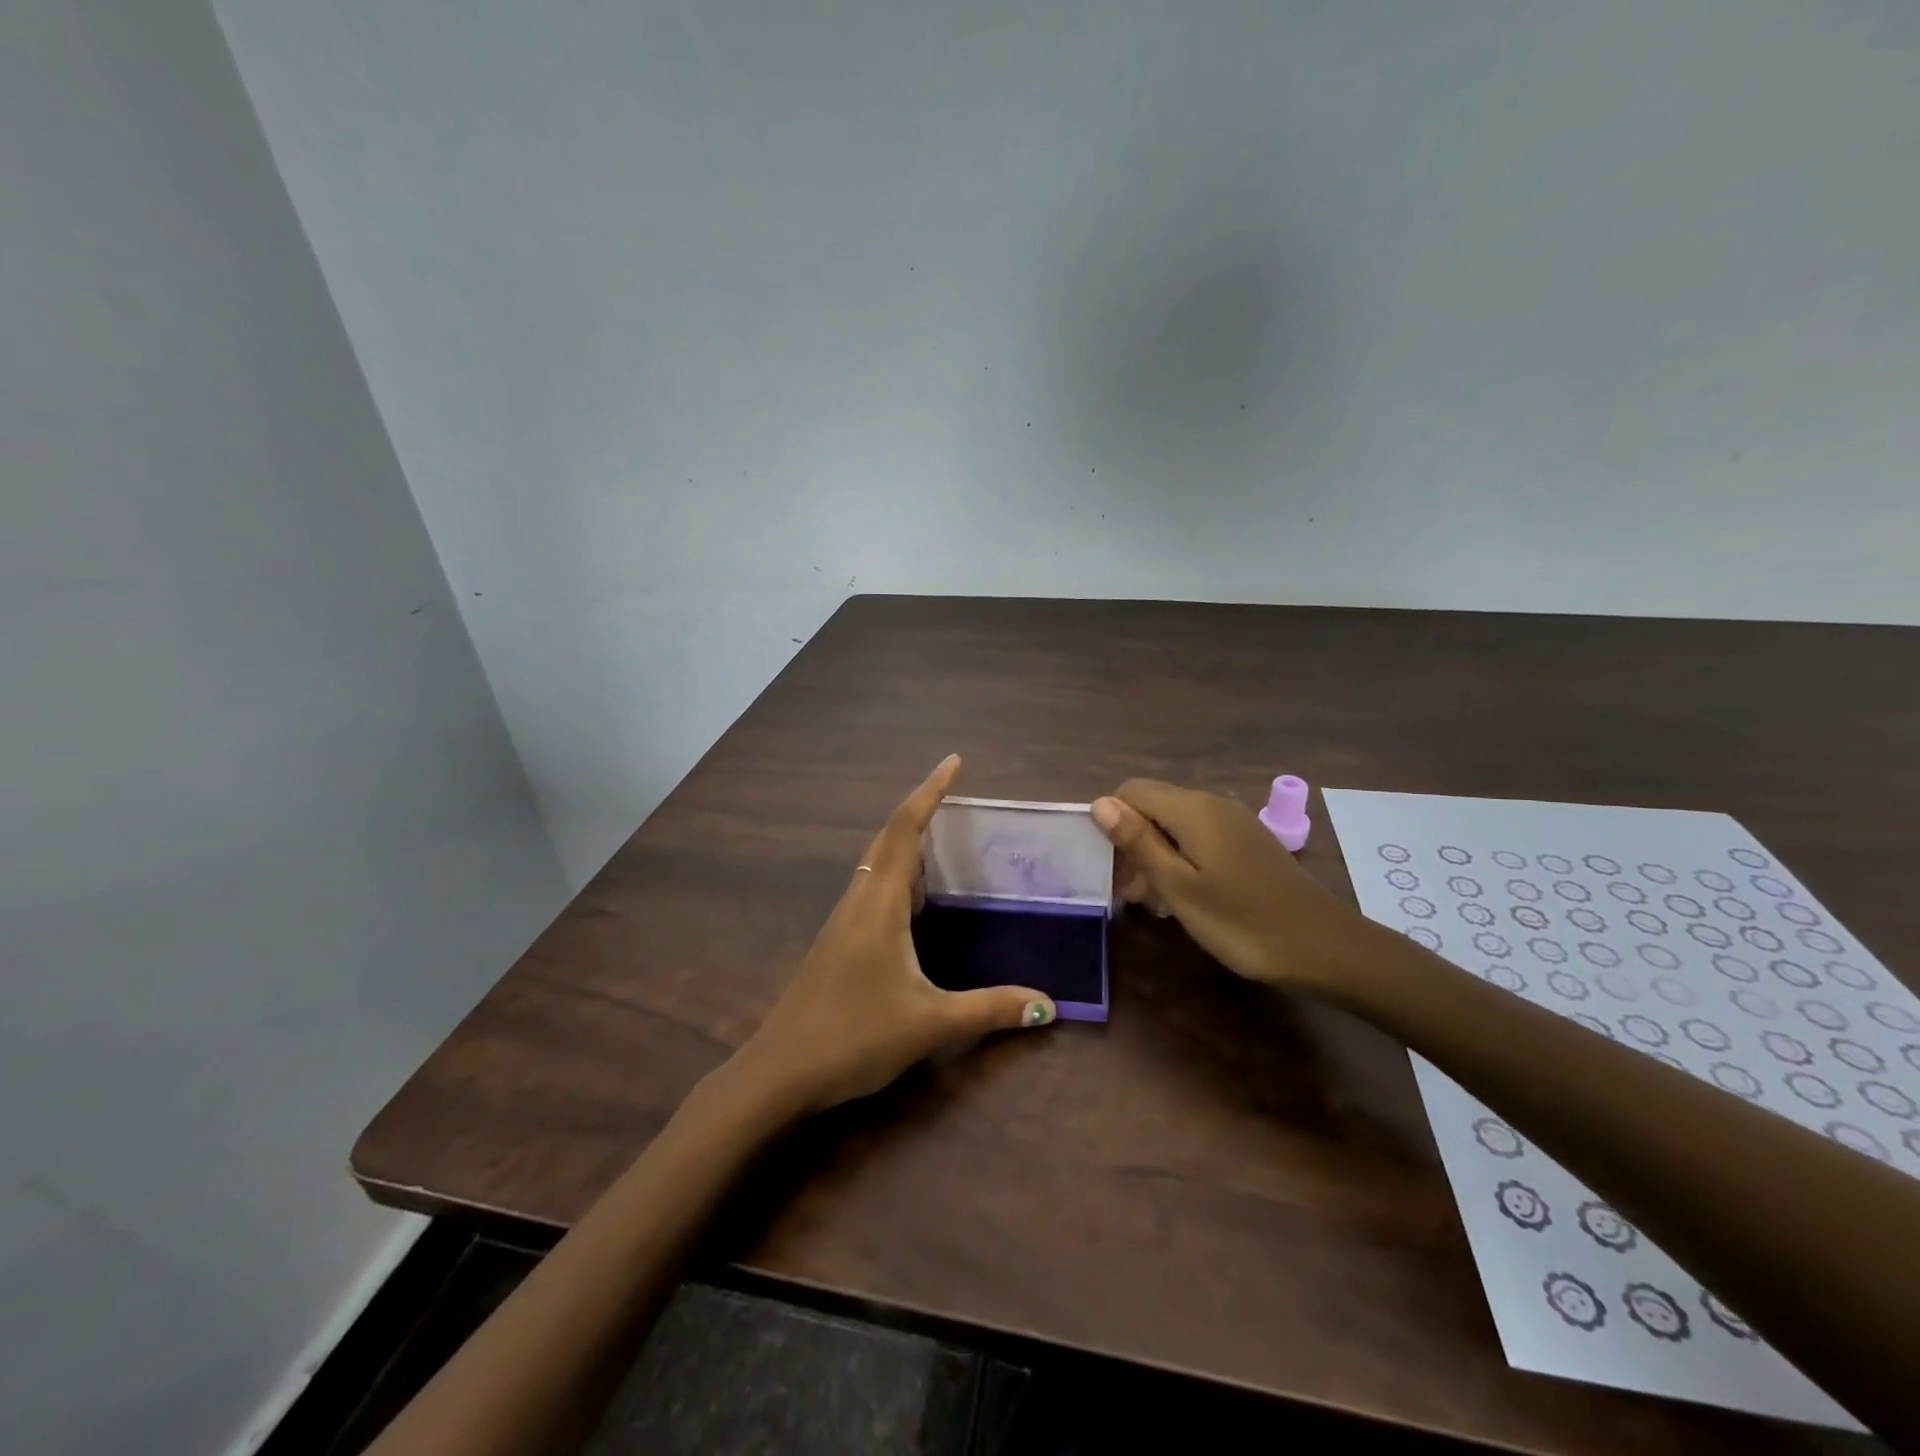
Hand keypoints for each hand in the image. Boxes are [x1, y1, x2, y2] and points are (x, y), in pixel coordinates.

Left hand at [731, 755, 1056, 1114]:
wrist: (778, 1073)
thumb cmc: (853, 1037)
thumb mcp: (930, 1023)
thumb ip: (990, 1009)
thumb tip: (1048, 1005)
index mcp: (878, 903)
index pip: (904, 830)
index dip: (929, 791)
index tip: (954, 762)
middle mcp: (858, 900)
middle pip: (888, 839)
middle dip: (922, 811)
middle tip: (959, 798)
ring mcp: (843, 921)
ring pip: (877, 864)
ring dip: (908, 843)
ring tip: (947, 840)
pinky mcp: (838, 942)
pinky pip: (872, 889)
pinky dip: (899, 875)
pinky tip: (918, 900)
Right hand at [1091, 780, 1365, 994]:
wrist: (1324, 946)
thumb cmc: (1241, 921)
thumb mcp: (1178, 886)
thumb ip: (1138, 841)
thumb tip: (1100, 802)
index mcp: (1191, 808)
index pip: (1130, 791)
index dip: (1112, 823)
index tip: (1113, 869)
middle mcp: (1212, 802)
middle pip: (1153, 805)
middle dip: (1133, 841)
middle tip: (1133, 894)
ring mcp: (1234, 820)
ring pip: (1176, 823)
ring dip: (1156, 854)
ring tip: (1156, 901)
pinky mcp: (1248, 840)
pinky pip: (1200, 835)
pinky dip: (1183, 858)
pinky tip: (1188, 895)